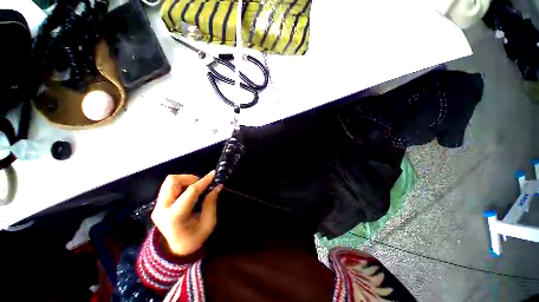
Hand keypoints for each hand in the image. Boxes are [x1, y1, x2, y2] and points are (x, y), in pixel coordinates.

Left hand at [151, 171, 221, 255]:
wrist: (175, 250)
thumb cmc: (194, 239)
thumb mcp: (208, 224)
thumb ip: (211, 203)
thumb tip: (217, 186)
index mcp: (175, 216)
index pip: (190, 191)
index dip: (204, 181)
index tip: (214, 174)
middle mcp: (162, 208)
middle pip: (173, 181)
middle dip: (191, 178)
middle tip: (202, 185)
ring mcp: (158, 206)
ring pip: (170, 181)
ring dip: (186, 180)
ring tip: (196, 188)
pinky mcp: (158, 204)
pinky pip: (169, 186)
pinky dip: (182, 184)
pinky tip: (189, 192)